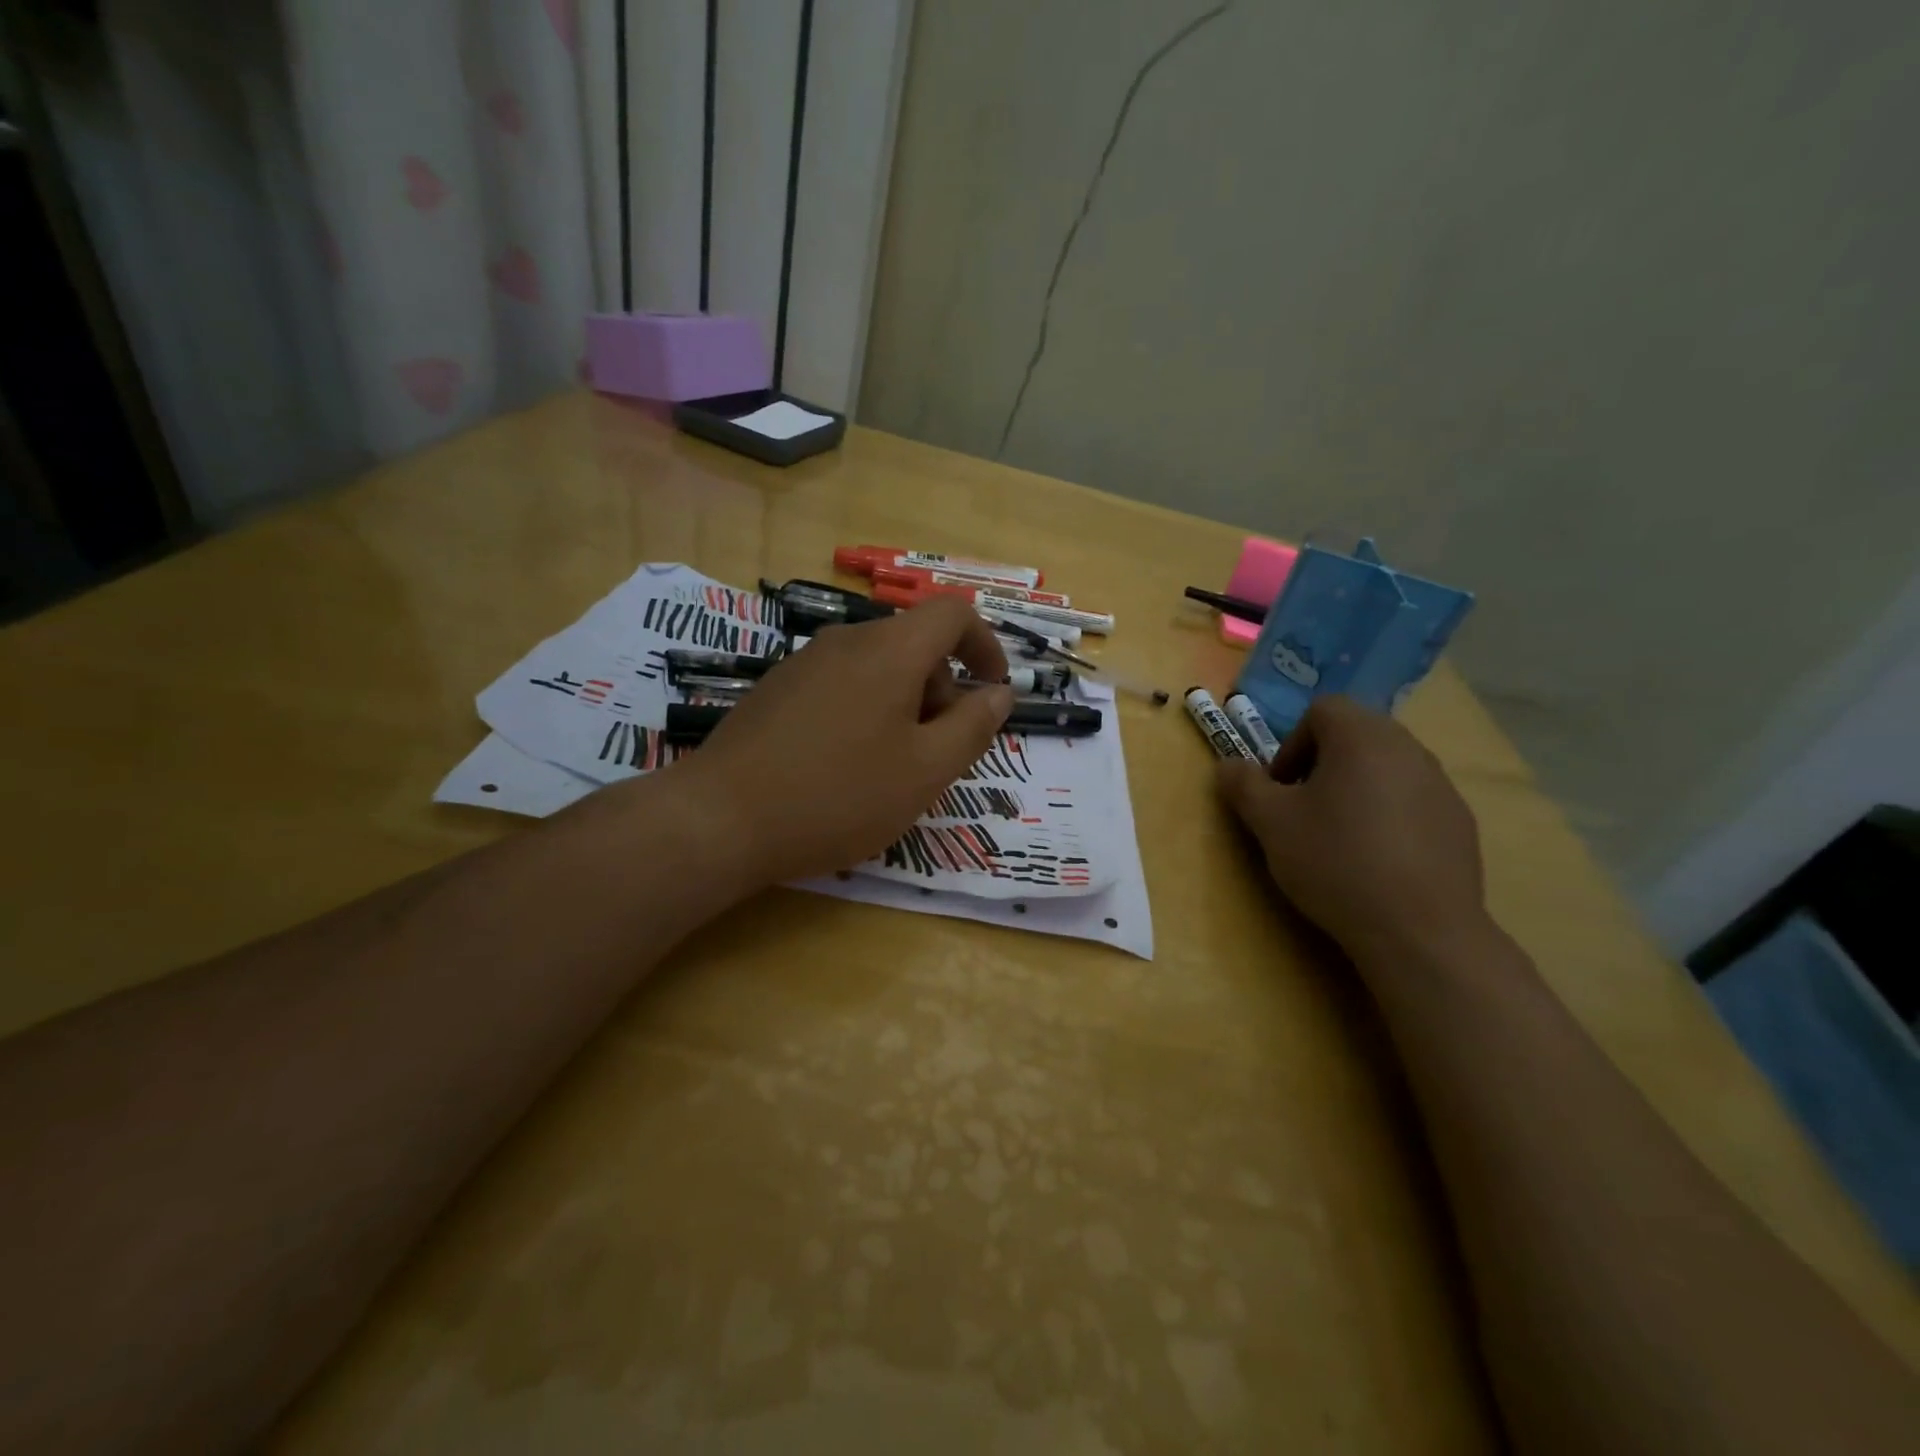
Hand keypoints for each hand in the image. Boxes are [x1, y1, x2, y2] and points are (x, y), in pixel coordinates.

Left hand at [668, 597, 1013, 885]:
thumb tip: (999, 694)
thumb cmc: (839, 795)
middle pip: (914, 643)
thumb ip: (973, 728)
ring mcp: (804, 663)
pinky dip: (867, 709)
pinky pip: (842, 684)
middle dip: (944, 688)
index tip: (993, 690)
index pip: (952, 613)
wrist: (721, 819)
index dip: (985, 644)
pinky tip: (846, 764)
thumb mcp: (925, 771)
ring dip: (905, 703)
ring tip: (894, 765)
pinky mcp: (777, 689)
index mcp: (890, 651)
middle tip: (940, 749)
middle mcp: (846, 641)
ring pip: (877, 666)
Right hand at [1216, 695, 1488, 962]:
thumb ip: (1243, 785)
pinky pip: (1412, 800)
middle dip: (1322, 764)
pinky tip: (1377, 860)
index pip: (1322, 710)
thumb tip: (1228, 765)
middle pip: (1356, 735)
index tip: (1282, 788)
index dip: (1292, 743)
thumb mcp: (1270, 823)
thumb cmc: (1335, 862)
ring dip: (1356, 788)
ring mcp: (1441, 785)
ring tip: (1340, 836)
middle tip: (1304, 809)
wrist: (1418, 930)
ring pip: (1385, 767)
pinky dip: (1388, 815)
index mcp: (1362, 737)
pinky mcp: (1460, 822)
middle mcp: (1408, 748)